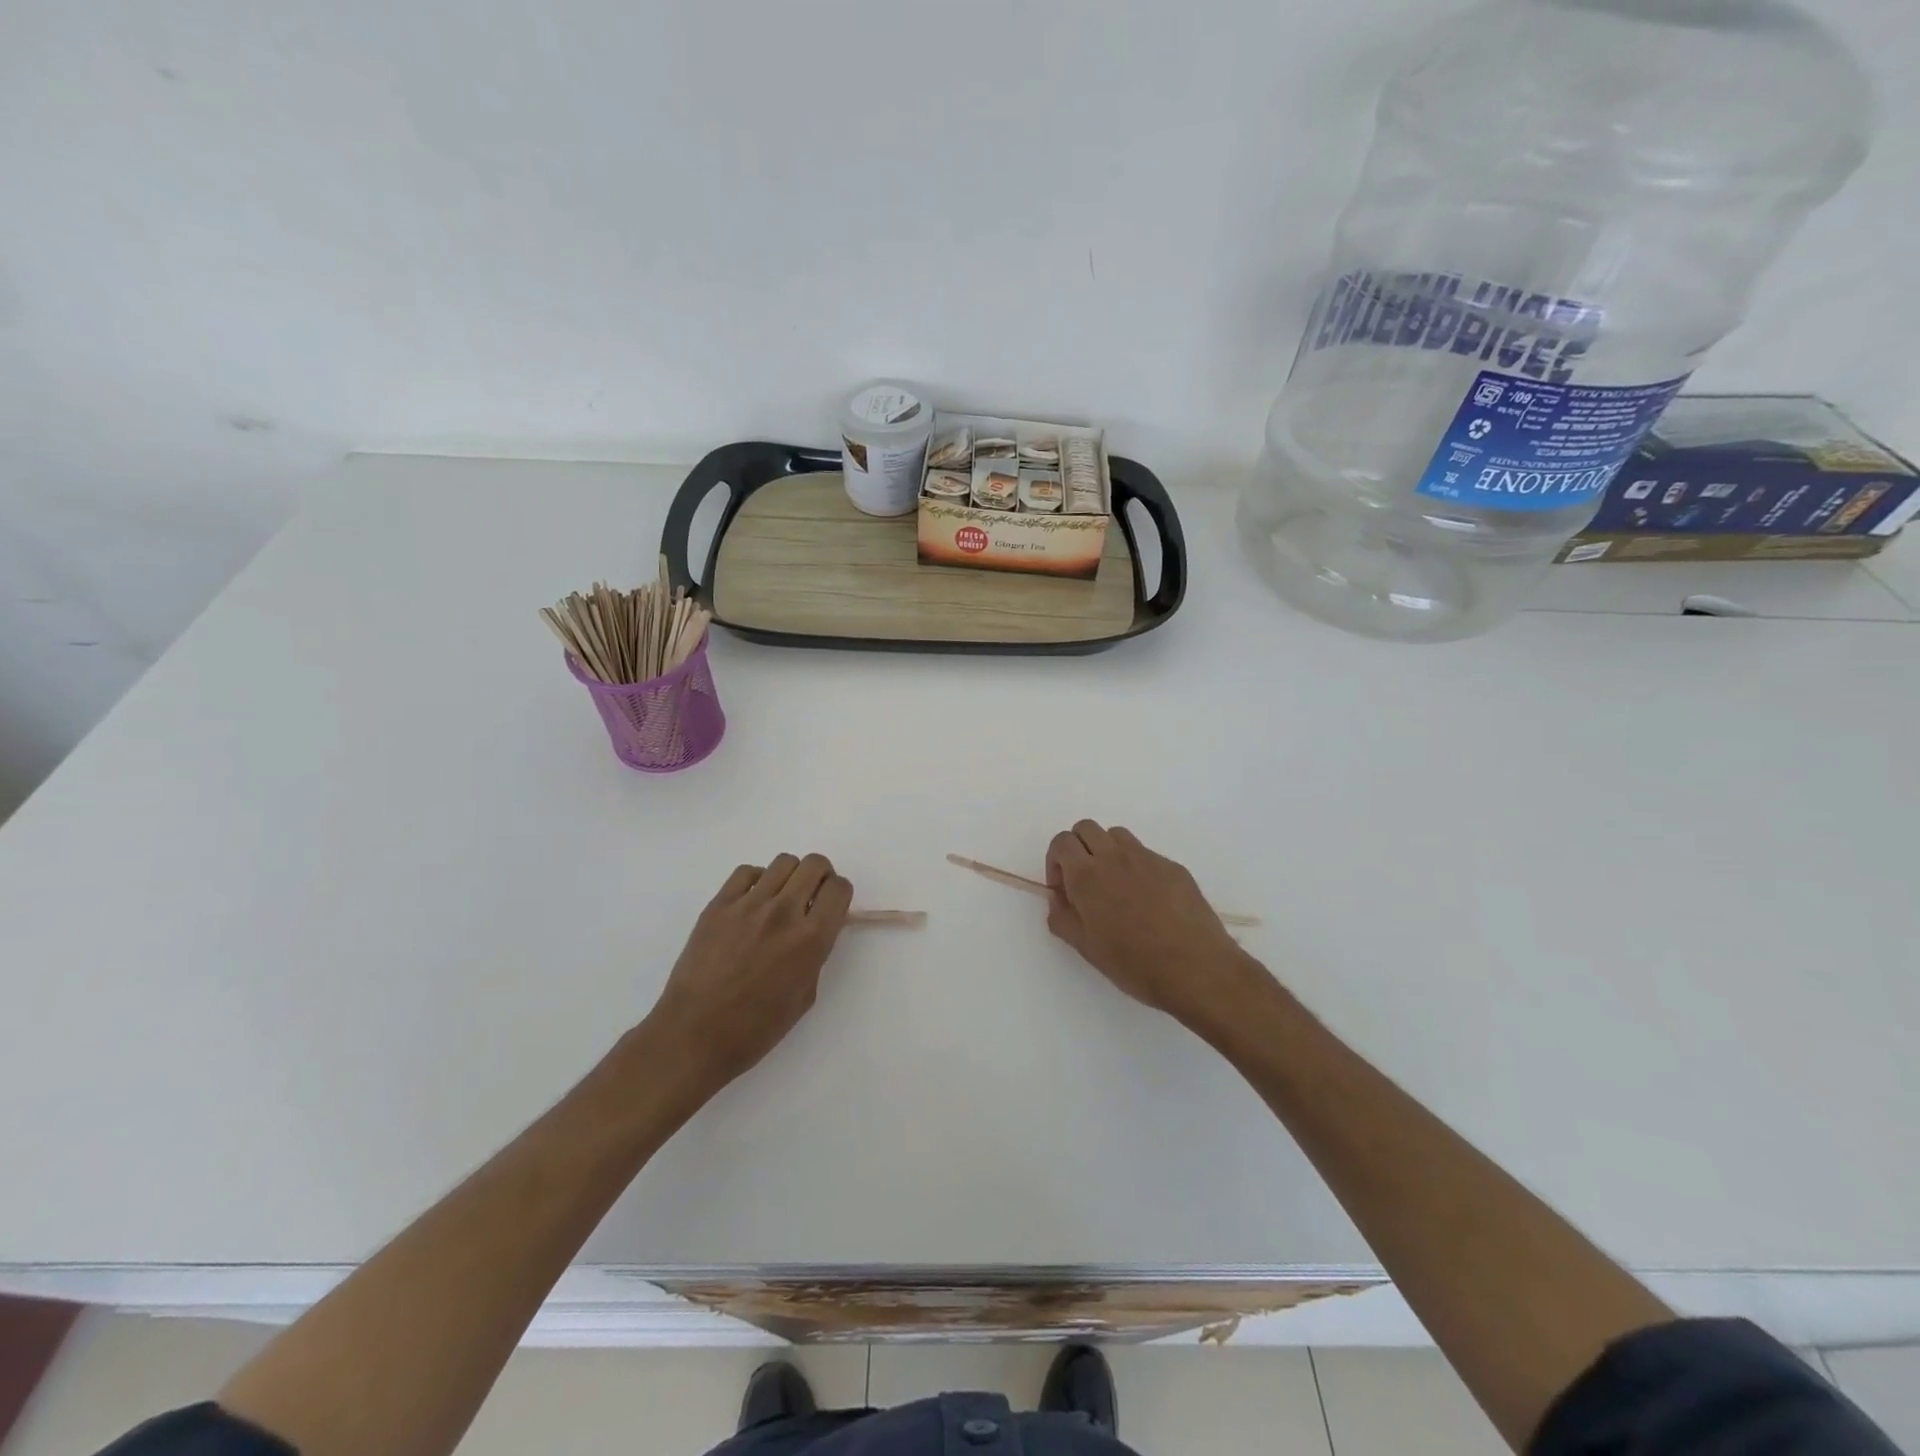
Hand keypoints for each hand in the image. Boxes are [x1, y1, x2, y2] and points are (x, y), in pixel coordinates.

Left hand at [643, 853, 852, 1098]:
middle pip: (815, 864)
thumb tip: (813, 931)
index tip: (831, 906)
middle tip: (810, 897)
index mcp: (810, 939)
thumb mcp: (804, 996)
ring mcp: (748, 905)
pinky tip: (752, 902)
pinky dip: (757, 880)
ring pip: (783, 862)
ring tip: (780, 898)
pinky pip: (746, 871)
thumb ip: (815, 955)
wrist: (694, 1036)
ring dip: (791, 876)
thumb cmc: (755, 1029)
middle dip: (820, 876)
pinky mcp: (718, 905)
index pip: (839, 888)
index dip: (839, 894)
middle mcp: (783, 912)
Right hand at [1046, 821, 1269, 1042]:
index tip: (1063, 889)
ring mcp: (1147, 858)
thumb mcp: (1086, 948)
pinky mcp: (1173, 866)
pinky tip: (1148, 900)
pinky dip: (1136, 866)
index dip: (1056, 861)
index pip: (1062, 842)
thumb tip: (1058, 898)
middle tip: (1084, 881)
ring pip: (1116, 835)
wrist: (1196, 968)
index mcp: (1087, 875)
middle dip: (1078, 849)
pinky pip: (1145, 854)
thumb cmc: (1134, 963)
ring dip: (1106, 851)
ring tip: (1114, 885)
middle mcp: (1115, 857)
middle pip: (1086, 828)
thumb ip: (1062, 917)